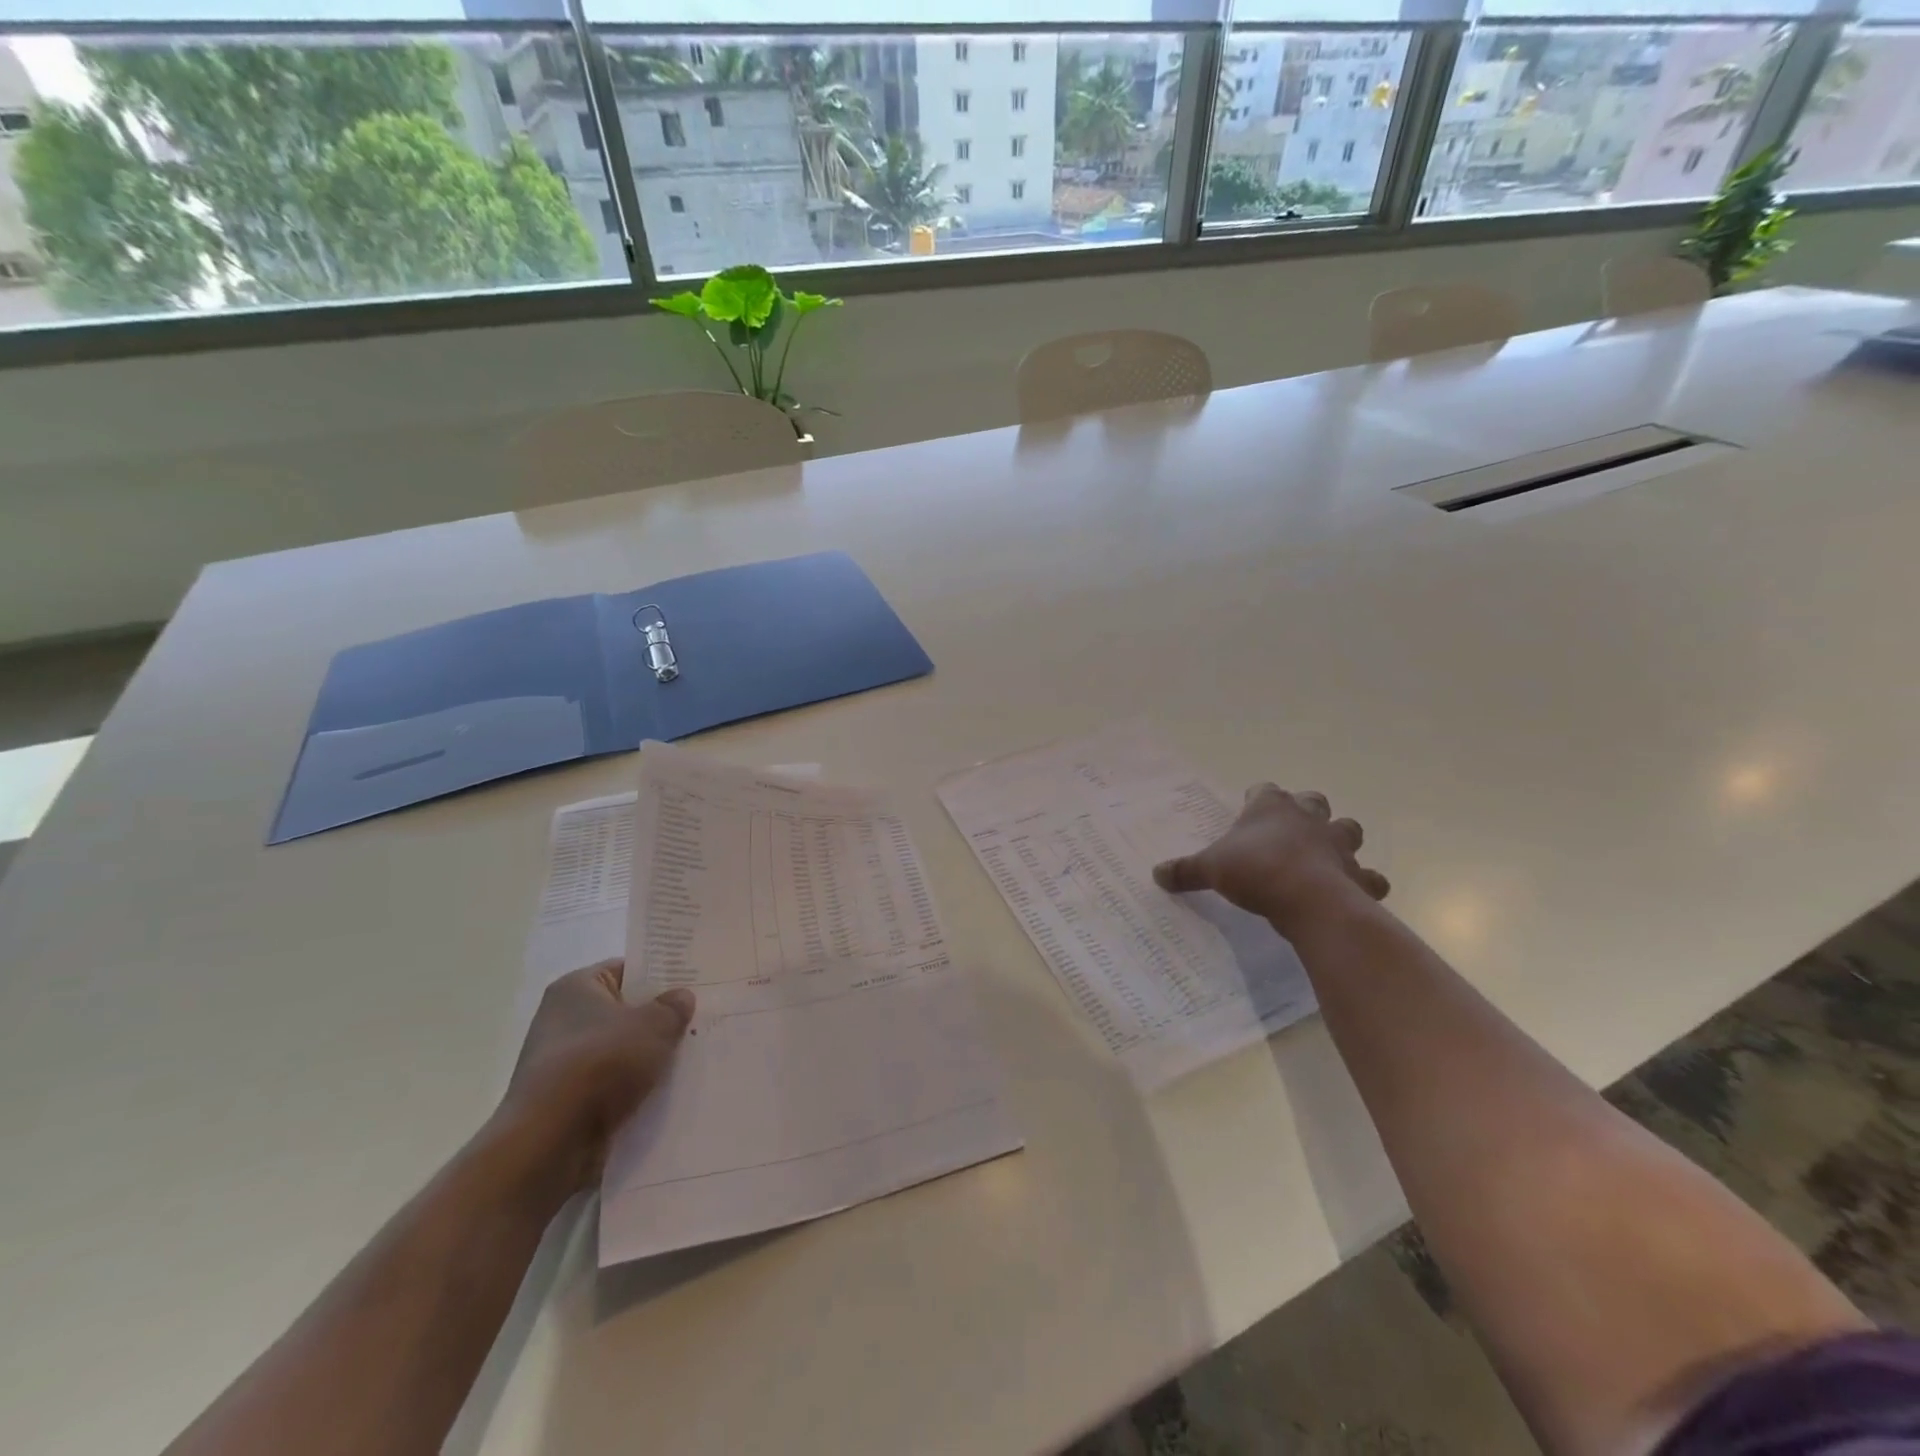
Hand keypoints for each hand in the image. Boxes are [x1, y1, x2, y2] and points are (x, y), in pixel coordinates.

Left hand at [498, 959, 693, 1192]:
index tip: (694, 983)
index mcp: (576, 988)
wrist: (550, 1143)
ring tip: (694, 1055)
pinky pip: (613, 1085)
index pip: (626, 969)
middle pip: (625, 1011)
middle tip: (701, 1018)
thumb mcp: (652, 1026)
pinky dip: (636, 1087)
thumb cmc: (600, 1065)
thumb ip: (672, 1007)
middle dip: (660, 1018)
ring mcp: (564, 1063)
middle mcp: (563, 1020)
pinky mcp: (568, 1101)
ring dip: (651, 1057)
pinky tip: (670, 1091)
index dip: (660, 974)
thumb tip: (681, 997)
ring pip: (622, 1051)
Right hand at [1153, 785, 1389, 934]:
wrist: (1308, 899)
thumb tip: (1156, 874)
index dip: (1256, 800)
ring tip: (1324, 857)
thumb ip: (1185, 870)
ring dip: (1339, 840)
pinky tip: (1350, 892)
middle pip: (1313, 801)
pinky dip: (1363, 882)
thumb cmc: (1255, 870)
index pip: (1264, 790)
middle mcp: (1308, 817)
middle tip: (1289, 832)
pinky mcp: (1358, 875)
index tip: (1248, 812)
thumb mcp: (1210, 869)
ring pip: (1348, 829)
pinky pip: (1369, 876)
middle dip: (1305, 812)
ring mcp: (1338, 844)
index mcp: (1271, 807)